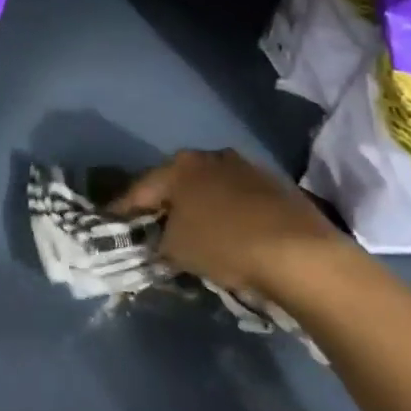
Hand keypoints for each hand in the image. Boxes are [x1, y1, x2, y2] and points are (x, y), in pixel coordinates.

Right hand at [112, 149, 356, 307]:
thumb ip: (158, 240)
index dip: (123, 208)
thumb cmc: (225, 244)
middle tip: (152, 227)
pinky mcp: (275, 186)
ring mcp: (245, 168)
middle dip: (163, 203)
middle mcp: (210, 157)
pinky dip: (227, 213)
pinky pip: (237, 199)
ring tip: (193, 233)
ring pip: (209, 188)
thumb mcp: (177, 249)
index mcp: (180, 166)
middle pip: (176, 182)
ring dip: (198, 207)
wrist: (300, 253)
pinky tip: (230, 235)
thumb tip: (159, 239)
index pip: (140, 188)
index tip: (110, 223)